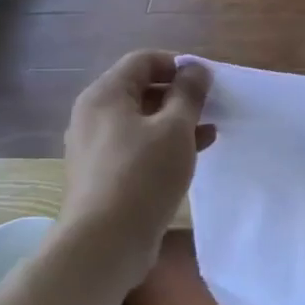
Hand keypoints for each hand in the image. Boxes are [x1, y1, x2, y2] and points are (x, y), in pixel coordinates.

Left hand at [61, 52, 213, 257]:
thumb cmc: (142, 175)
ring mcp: (95, 147)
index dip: (178, 64)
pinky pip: (136, 146)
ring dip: (175, 121)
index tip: (207, 81)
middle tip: (211, 106)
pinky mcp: (102, 175)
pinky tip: (191, 156)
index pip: (143, 61)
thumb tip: (195, 68)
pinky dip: (162, 145)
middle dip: (179, 94)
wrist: (104, 243)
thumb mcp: (175, 129)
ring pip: (140, 121)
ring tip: (209, 131)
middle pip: (140, 90)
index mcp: (105, 95)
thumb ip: (188, 94)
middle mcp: (93, 116)